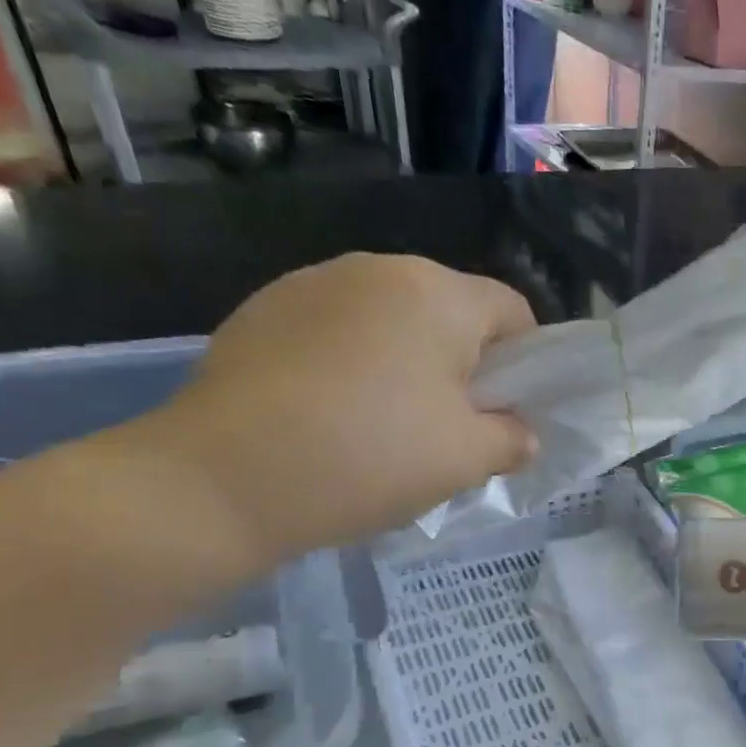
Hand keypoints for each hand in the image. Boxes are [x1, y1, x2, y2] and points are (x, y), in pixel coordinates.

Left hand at [128, 254, 536, 564]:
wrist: (220, 479)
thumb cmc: (367, 458)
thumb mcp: (465, 460)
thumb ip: (512, 439)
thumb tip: (520, 433)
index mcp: (435, 293)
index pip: (512, 311)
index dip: (525, 364)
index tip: (506, 414)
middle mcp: (375, 268)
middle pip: (449, 312)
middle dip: (463, 366)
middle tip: (449, 429)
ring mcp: (310, 284)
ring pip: (390, 322)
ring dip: (406, 365)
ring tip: (383, 427)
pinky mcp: (262, 311)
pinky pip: (337, 332)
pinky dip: (352, 366)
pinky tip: (330, 417)